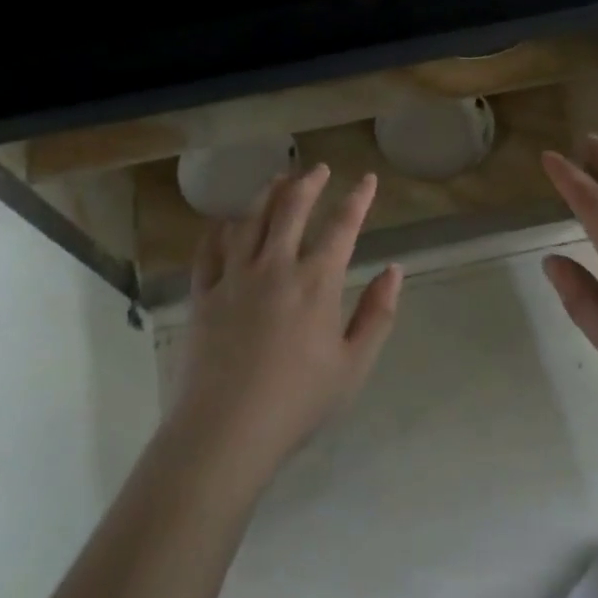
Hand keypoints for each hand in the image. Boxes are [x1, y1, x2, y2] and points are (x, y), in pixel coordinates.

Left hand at [171, 165, 403, 478]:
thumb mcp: (354, 364)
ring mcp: (234, 277)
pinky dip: (220, 230)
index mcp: (317, 282)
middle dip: (308, 183)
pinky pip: (210, 250)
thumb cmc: (299, 401)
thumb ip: (377, 313)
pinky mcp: (203, 294)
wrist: (227, 428)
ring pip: (250, 220)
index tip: (367, 179)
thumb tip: (394, 270)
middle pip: (291, 209)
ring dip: (267, 194)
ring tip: (277, 179)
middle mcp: (275, 266)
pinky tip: (225, 222)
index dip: (358, 199)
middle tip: (318, 169)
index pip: (342, 226)